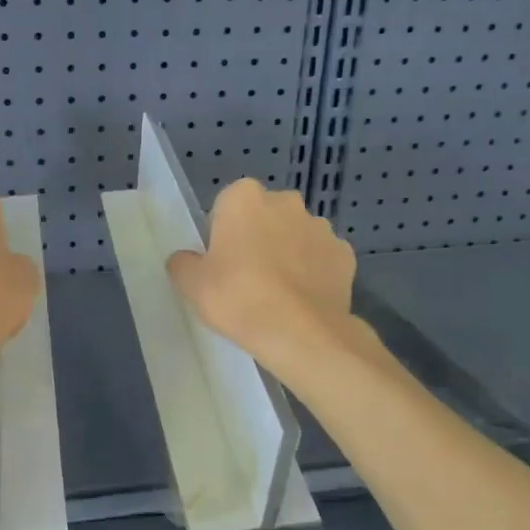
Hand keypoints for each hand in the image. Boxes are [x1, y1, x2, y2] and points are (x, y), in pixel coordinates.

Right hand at [166, 179, 362, 383]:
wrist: (299, 332)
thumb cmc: (237, 297)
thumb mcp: (191, 284)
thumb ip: (183, 264)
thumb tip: (186, 260)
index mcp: (244, 197)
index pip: (226, 206)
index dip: (221, 234)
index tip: (220, 263)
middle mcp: (286, 202)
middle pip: (264, 217)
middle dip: (257, 238)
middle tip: (245, 278)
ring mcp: (321, 227)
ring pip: (295, 236)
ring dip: (287, 254)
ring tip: (277, 294)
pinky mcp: (345, 254)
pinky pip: (321, 259)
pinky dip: (313, 273)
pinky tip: (302, 301)